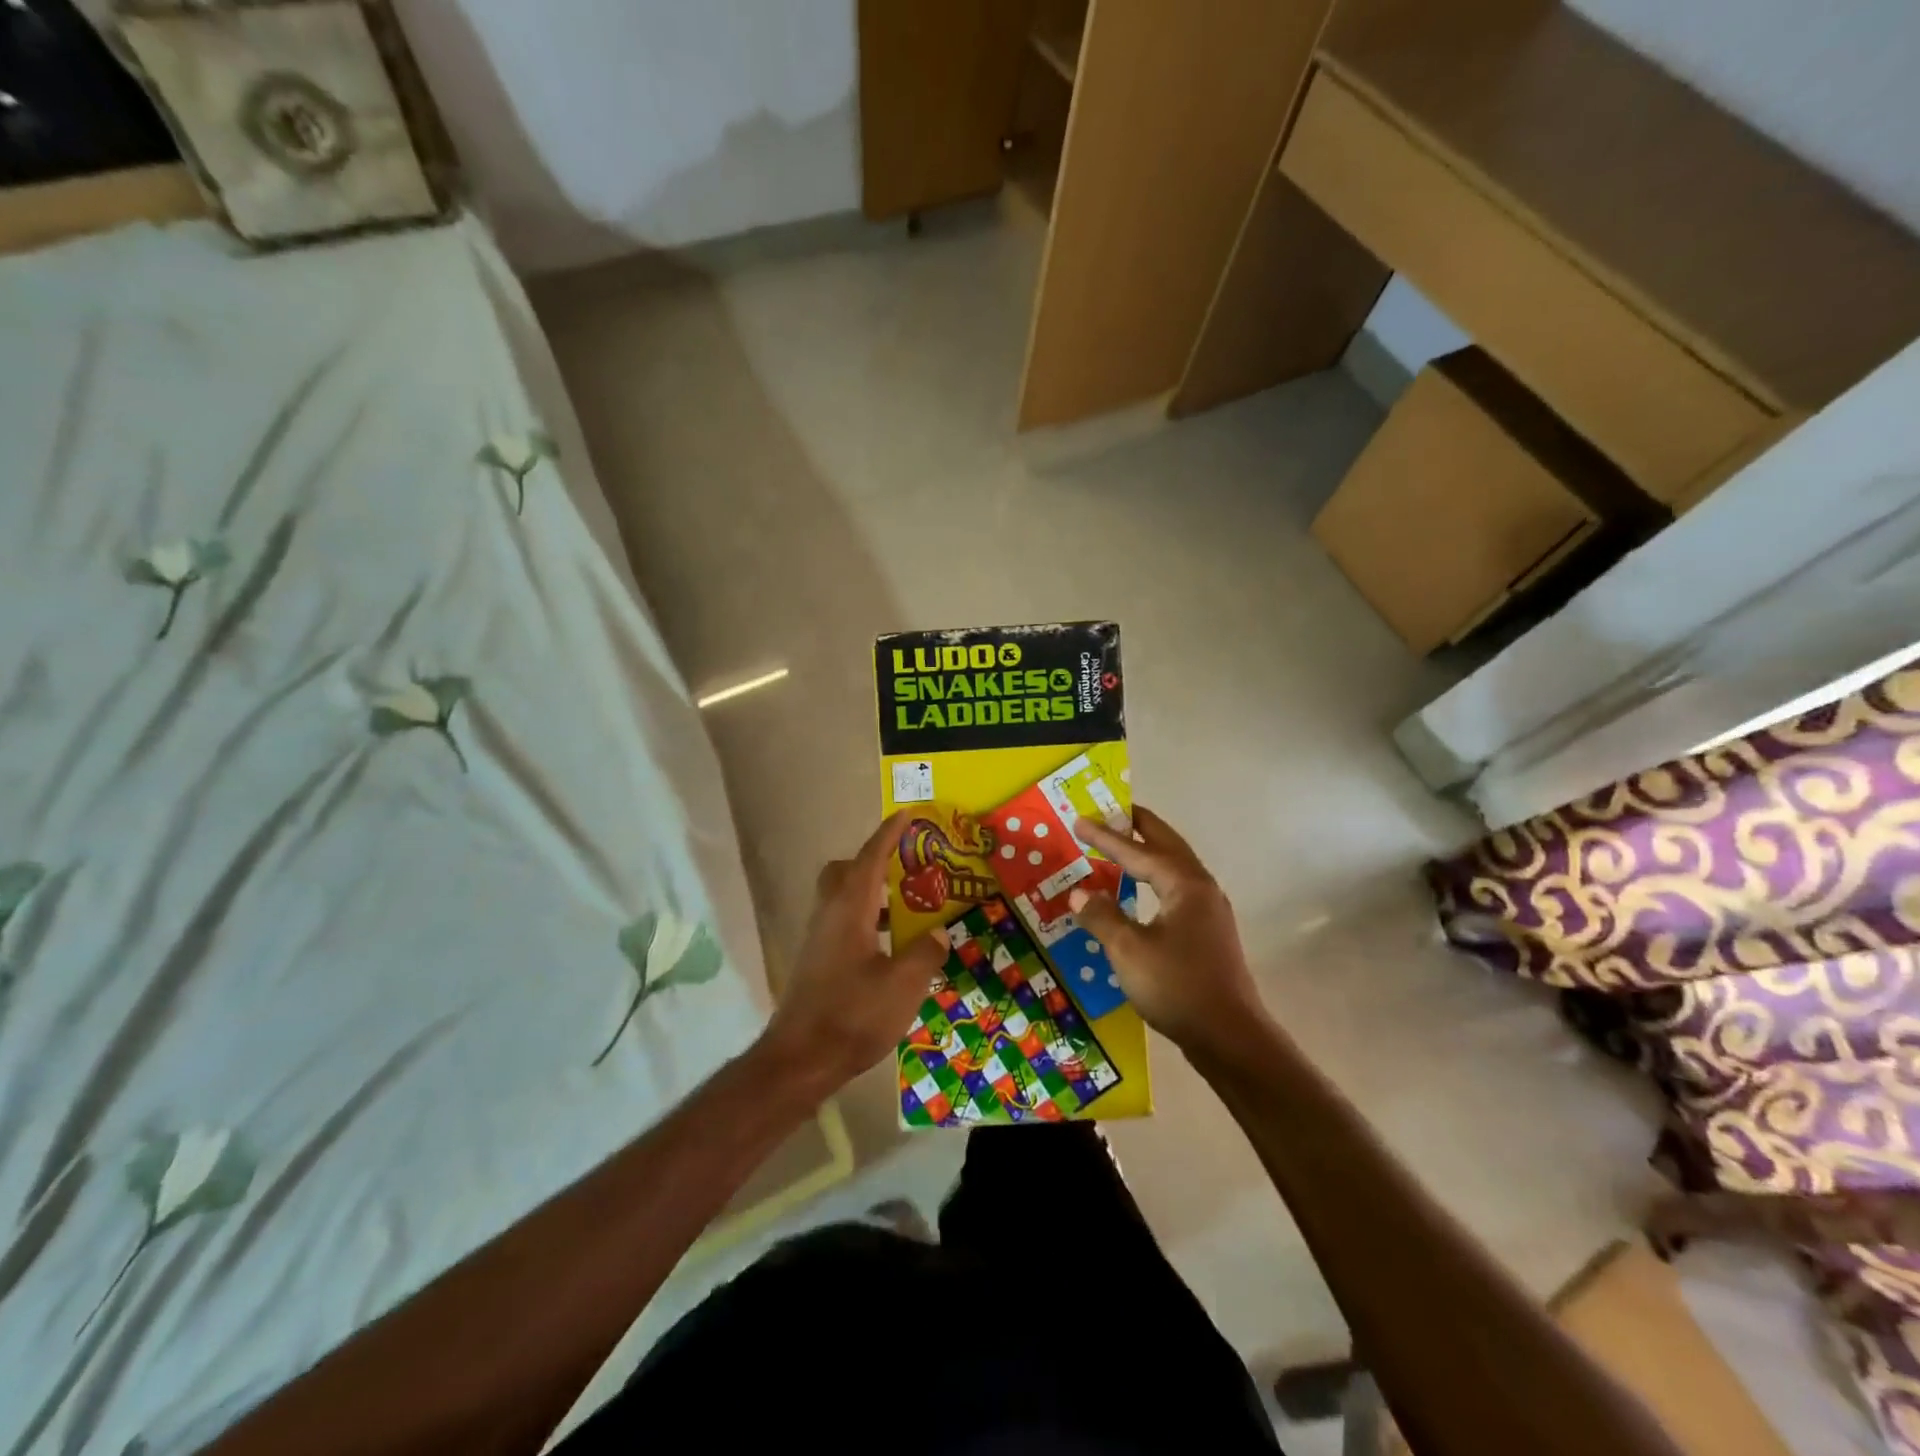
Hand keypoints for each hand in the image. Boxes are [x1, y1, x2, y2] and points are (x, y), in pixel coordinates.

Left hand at [763, 810, 950, 1089]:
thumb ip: (924, 953)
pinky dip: (864, 920)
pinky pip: (841, 923)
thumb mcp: (903, 985)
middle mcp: (828, 915)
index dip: (888, 835)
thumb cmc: (853, 1015)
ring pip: (841, 899)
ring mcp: (818, 939)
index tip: (905, 815)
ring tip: (905, 909)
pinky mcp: (816, 962)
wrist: (800, 1060)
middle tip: (904, 869)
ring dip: (870, 894)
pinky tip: (888, 948)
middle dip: (872, 862)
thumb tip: (938, 933)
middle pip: (844, 872)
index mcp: (849, 909)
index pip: (869, 859)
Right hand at [1069, 806, 1267, 1055]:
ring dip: (1149, 851)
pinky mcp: (1208, 933)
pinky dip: (1156, 877)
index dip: (1106, 837)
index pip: (1138, 851)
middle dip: (1139, 827)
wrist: (1230, 1037)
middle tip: (1112, 810)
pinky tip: (1142, 891)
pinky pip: (1177, 889)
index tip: (1079, 820)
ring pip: (1176, 867)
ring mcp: (1209, 911)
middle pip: (1167, 845)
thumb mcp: (1129, 951)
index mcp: (1184, 885)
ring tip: (1125, 844)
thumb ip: (1101, 917)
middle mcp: (1201, 889)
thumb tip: (1078, 893)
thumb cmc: (1178, 987)